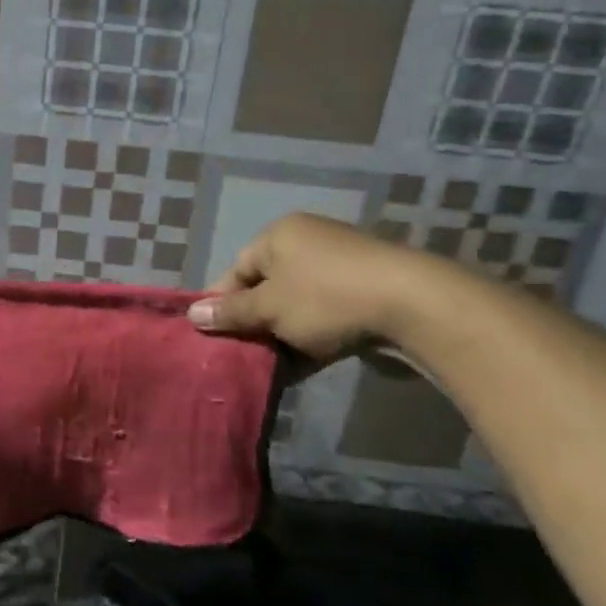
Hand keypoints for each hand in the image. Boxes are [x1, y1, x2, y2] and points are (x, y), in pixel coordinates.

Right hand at [186, 213, 429, 365]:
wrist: (413, 306)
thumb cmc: (326, 299)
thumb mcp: (269, 307)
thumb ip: (231, 313)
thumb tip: (193, 314)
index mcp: (280, 235)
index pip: (236, 270)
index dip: (222, 305)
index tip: (214, 338)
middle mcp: (308, 244)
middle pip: (266, 289)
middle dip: (253, 325)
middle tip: (240, 357)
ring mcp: (340, 269)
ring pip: (295, 308)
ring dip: (281, 337)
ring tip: (269, 369)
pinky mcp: (365, 295)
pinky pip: (324, 318)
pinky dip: (310, 341)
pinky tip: (300, 370)